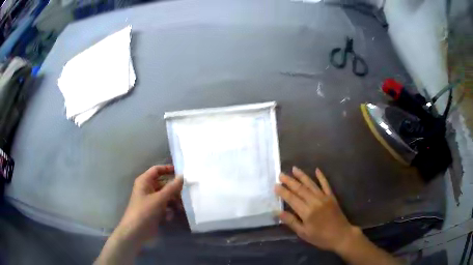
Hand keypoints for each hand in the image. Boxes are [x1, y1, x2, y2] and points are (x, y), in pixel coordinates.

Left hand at [116, 165, 183, 242]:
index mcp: (144, 181)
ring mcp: (150, 200)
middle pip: (163, 184)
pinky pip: (164, 206)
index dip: (168, 169)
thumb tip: (182, 176)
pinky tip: (169, 217)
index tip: (181, 173)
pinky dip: (168, 210)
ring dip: (173, 201)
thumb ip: (172, 187)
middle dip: (174, 190)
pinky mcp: (153, 211)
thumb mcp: (159, 198)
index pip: (157, 170)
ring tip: (181, 208)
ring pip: (165, 196)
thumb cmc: (145, 211)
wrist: (136, 231)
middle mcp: (147, 189)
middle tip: (186, 194)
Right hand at [275, 167, 357, 252]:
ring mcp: (324, 197)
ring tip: (294, 169)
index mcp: (307, 212)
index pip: (292, 199)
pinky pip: (326, 184)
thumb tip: (278, 212)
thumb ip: (291, 221)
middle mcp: (315, 201)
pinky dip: (321, 177)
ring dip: (302, 176)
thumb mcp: (303, 233)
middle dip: (290, 181)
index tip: (275, 185)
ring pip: (311, 184)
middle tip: (281, 174)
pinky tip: (317, 170)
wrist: (341, 235)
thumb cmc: (320, 237)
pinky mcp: (331, 197)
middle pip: (300, 189)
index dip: (283, 192)